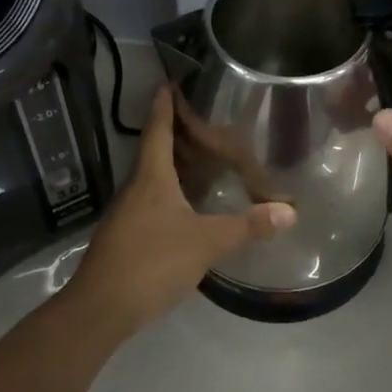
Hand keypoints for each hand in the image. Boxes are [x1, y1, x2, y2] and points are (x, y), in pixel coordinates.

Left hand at [70, 86, 295, 328]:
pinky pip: (151, 203)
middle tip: (203, 121)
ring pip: (152, 179)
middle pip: (154, 151)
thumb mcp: (207, 242)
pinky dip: (170, 194)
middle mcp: (136, 189)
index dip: (164, 106)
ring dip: (173, 165)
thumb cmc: (152, 261)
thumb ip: (247, 226)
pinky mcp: (126, 237)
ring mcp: (127, 214)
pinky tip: (188, 206)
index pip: (157, 130)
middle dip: (175, 134)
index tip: (168, 83)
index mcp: (151, 178)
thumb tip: (290, 211)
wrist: (101, 308)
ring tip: (202, 159)